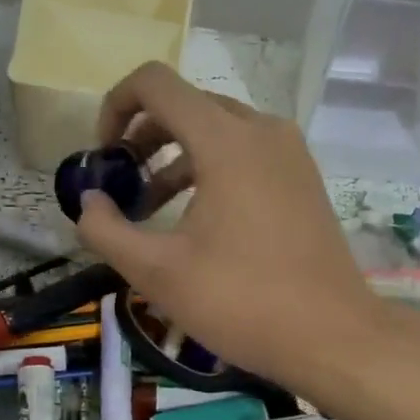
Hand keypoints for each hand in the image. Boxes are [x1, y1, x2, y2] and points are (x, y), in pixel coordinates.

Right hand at [73, 61, 389, 388]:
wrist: (332, 336)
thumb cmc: (241, 301)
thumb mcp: (158, 272)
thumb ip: (107, 231)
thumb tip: (87, 203)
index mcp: (226, 140)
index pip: (155, 83)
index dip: (115, 107)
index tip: (104, 157)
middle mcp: (262, 130)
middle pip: (187, 106)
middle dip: (143, 139)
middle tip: (122, 188)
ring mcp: (290, 154)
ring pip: (218, 131)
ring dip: (175, 159)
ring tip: (150, 211)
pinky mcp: (304, 180)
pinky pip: (246, 154)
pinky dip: (211, 171)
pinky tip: (198, 222)